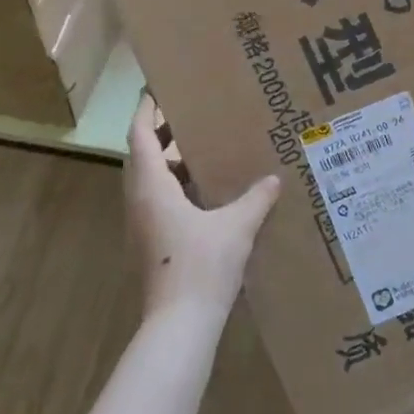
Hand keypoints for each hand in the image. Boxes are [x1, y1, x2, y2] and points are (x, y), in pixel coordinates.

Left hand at [125, 94, 280, 324]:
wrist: (179, 324)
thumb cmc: (202, 266)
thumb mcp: (236, 227)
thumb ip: (255, 199)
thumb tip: (273, 179)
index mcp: (151, 187)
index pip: (140, 135)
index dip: (146, 110)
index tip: (158, 89)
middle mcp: (139, 201)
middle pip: (142, 155)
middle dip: (162, 133)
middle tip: (191, 115)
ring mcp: (141, 224)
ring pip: (149, 181)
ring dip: (169, 162)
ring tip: (202, 149)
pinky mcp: (150, 243)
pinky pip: (157, 201)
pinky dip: (175, 187)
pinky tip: (206, 193)